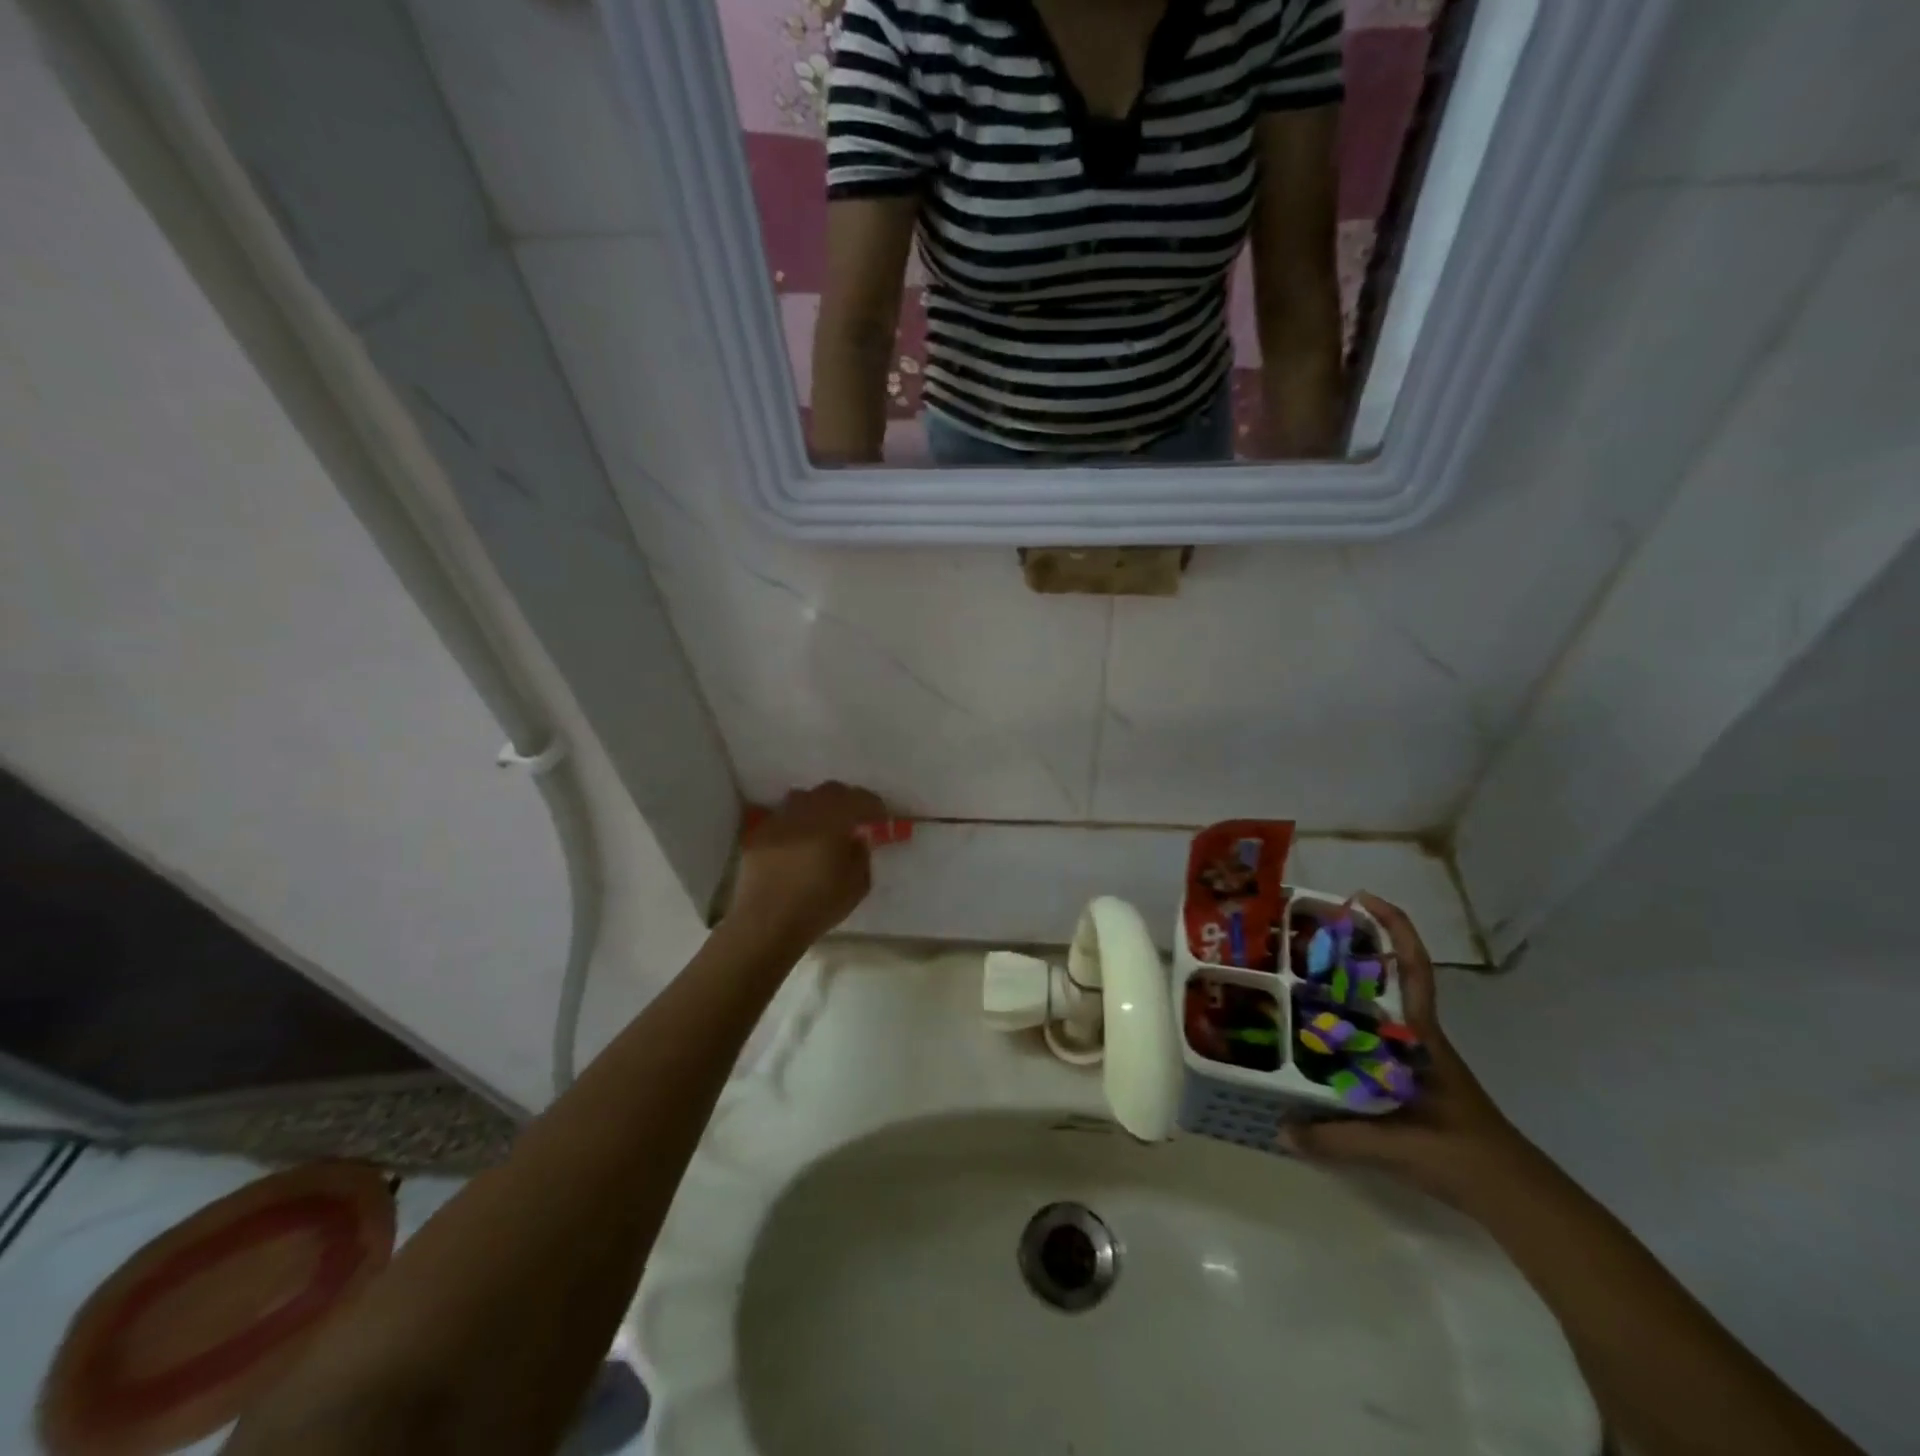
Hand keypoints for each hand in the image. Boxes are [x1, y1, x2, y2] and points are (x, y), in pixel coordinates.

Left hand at [730, 782, 887, 950]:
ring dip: (819, 807)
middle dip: (847, 801)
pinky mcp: (757, 834)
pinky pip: (783, 817)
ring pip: (803, 799)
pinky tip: (799, 843)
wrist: (765, 925)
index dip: (874, 805)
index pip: (859, 799)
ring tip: (825, 828)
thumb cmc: (817, 907)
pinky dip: (796, 823)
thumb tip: (857, 838)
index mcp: (832, 821)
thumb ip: (861, 854)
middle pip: (830, 791)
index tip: (882, 819)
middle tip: (855, 819)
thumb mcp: (857, 886)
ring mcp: (777, 820)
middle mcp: (804, 812)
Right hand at [1280, 893, 1537, 1205]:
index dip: (1393, 927)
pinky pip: (1371, 1038)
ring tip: (1297, 980)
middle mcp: (1416, 1037)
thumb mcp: (1394, 1146)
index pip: (1412, 968)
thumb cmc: (1460, 1155)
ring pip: (1375, 1007)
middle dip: (1351, 950)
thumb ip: (1334, 1138)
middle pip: (1386, 978)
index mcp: (1419, 1036)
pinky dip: (1345, 1027)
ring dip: (1344, 988)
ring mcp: (1415, 1057)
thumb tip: (1280, 1128)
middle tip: (1303, 937)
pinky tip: (1316, 1039)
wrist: (1514, 1195)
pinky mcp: (1410, 1078)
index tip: (1361, 898)